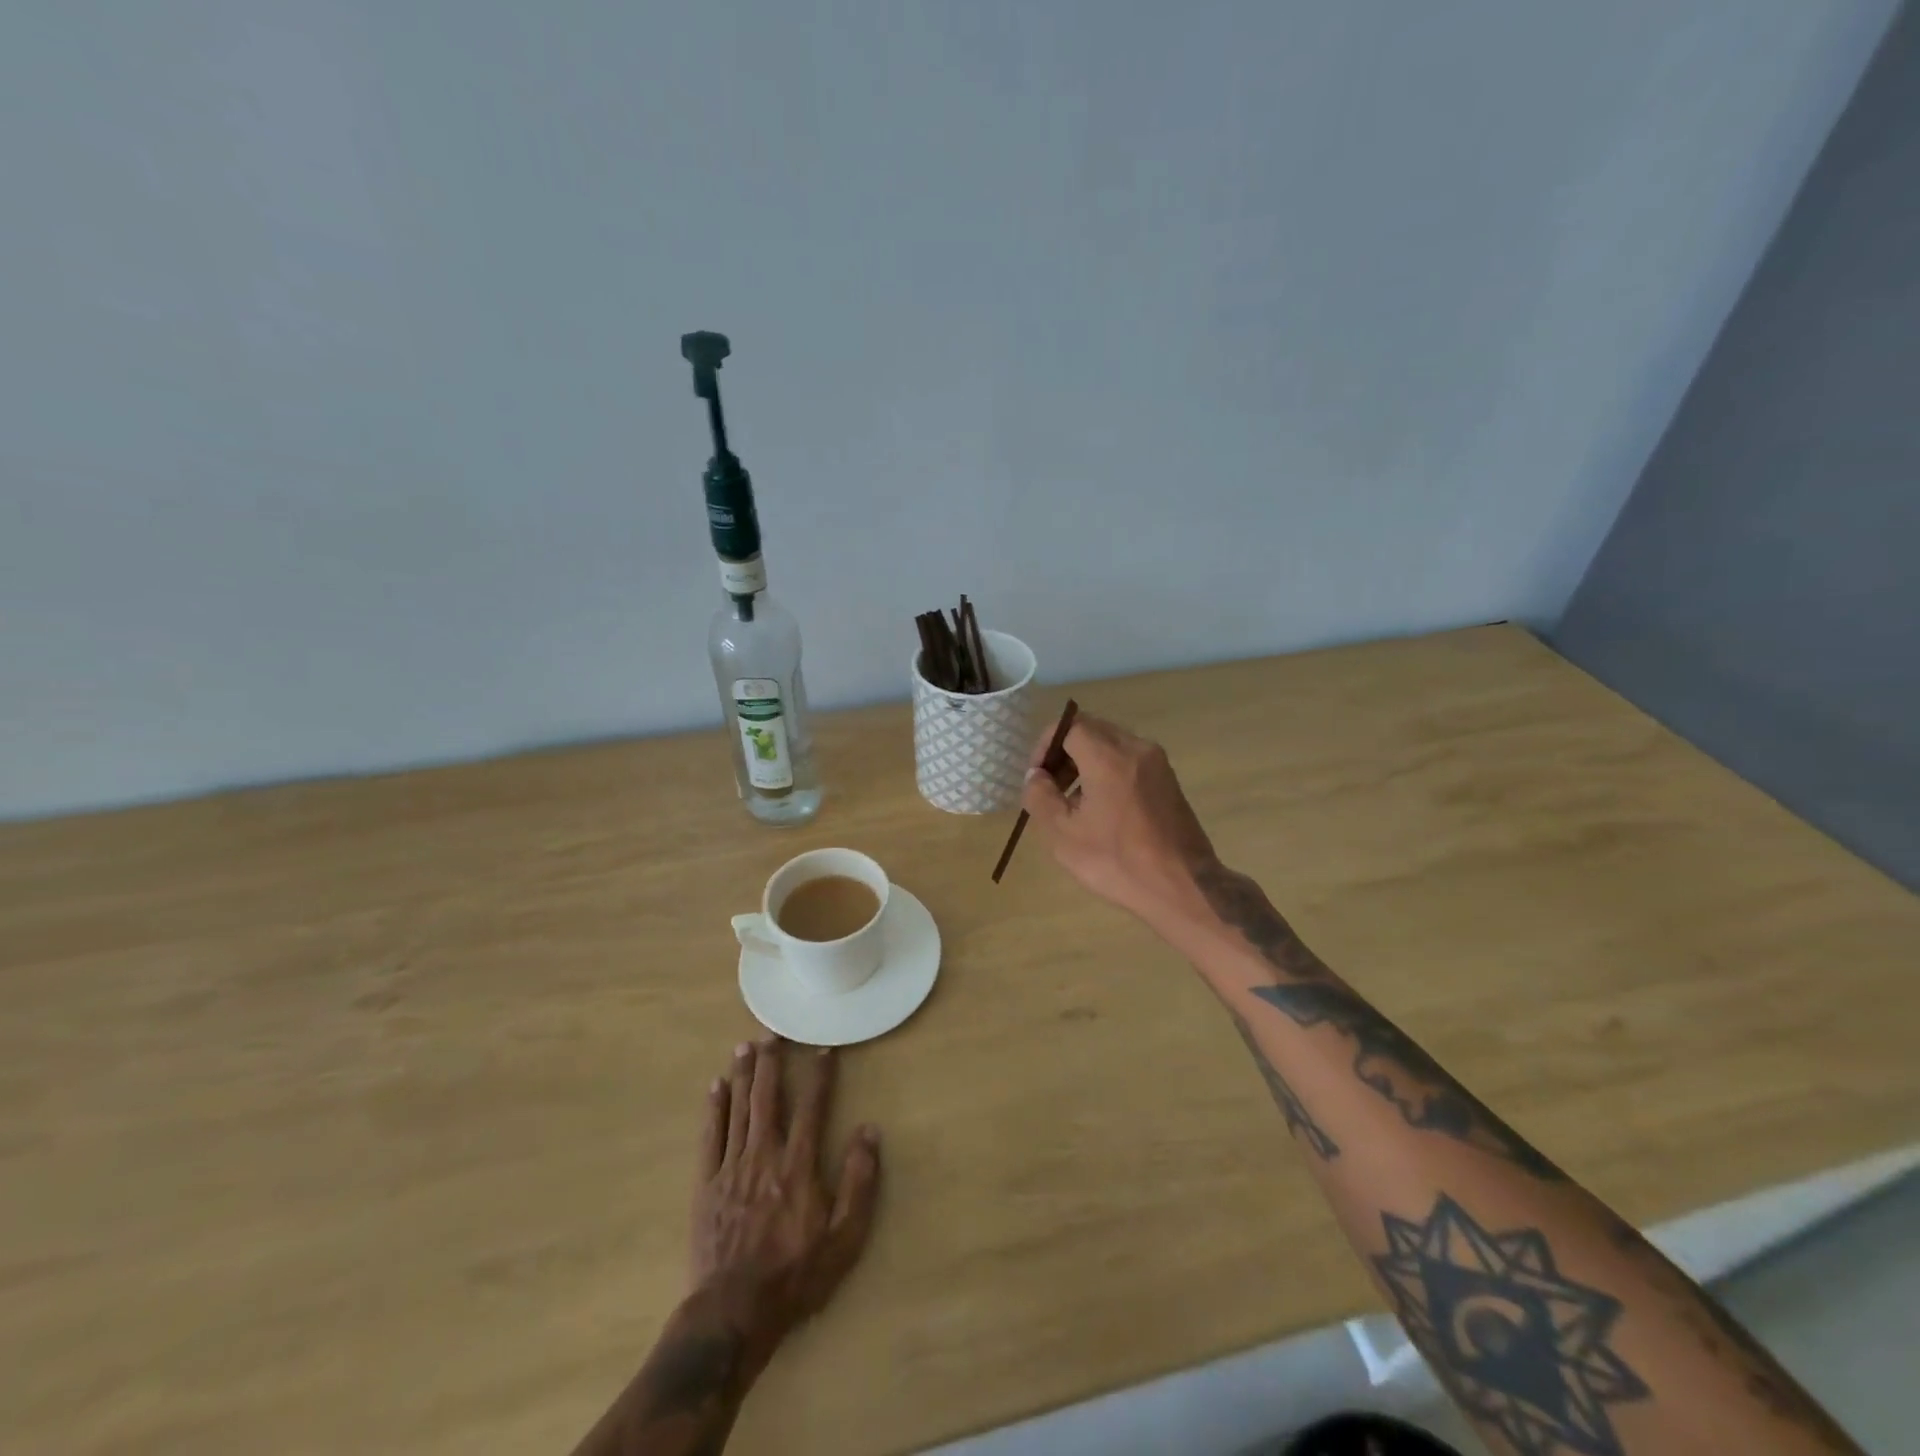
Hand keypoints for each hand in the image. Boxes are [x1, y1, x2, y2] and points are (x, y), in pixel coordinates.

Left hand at [690, 1038, 880, 1374]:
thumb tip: (869, 1131)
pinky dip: (713, 1109)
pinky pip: (710, 1137)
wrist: (734, 1313)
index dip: (819, 1075)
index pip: (812, 1107)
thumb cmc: (795, 1275)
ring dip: (742, 1074)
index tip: (822, 1048)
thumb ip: (859, 1181)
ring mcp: (731, 1168)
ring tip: (744, 1045)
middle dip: (771, 1062)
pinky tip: (715, 1087)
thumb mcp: (844, 1237)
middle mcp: (764, 1155)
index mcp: (798, 1165)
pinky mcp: (706, 1185)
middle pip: (768, 1098)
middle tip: (772, 1032)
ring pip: (738, 1109)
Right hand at [1020, 713, 1218, 927]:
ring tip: (1074, 803)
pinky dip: (1109, 772)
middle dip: (1065, 753)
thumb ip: (1040, 797)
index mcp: (1109, 756)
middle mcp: (1136, 748)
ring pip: (1112, 745)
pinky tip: (1102, 810)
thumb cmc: (1117, 861)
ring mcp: (1158, 763)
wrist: (1183, 888)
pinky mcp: (1169, 781)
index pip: (1070, 726)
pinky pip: (1130, 761)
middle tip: (1051, 787)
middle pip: (1092, 731)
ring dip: (1086, 763)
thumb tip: (1036, 776)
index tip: (1037, 776)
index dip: (1046, 745)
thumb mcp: (1063, 834)